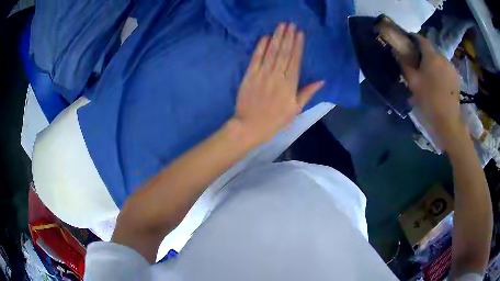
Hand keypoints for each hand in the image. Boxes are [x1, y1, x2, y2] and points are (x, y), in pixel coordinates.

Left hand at [233, 23, 324, 143]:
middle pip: (284, 52)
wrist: (250, 126)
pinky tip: (265, 37)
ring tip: (281, 26)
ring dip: (277, 37)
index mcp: (290, 85)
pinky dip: (261, 47)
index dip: (298, 45)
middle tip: (291, 24)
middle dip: (288, 37)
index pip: (295, 60)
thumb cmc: (275, 120)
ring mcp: (262, 74)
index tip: (300, 33)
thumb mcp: (295, 109)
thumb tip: (322, 81)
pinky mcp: (249, 75)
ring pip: (271, 52)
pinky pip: (256, 58)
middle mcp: (277, 76)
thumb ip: (307, 93)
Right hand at [398, 34, 463, 149]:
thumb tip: (396, 51)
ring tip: (429, 74)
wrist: (448, 120)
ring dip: (433, 62)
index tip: (408, 41)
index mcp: (431, 56)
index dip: (414, 38)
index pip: (421, 39)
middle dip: (424, 53)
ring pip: (439, 59)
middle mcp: (443, 57)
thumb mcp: (413, 82)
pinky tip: (439, 81)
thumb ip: (404, 64)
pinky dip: (441, 70)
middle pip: (431, 50)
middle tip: (418, 62)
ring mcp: (451, 67)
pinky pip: (446, 68)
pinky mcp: (456, 77)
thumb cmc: (429, 100)